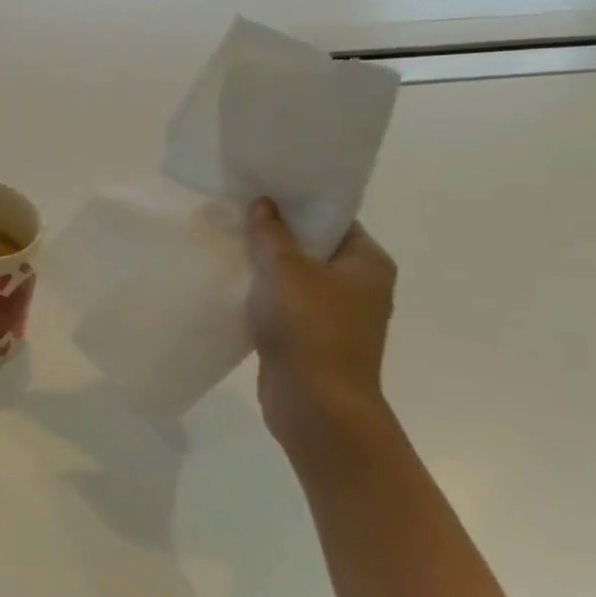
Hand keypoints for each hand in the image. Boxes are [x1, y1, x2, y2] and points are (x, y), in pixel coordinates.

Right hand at [245, 198, 398, 457]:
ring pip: (295, 278)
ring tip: (227, 245)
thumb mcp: (286, 270)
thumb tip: (265, 203)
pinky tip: (232, 285)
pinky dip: (263, 296)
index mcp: (367, 263)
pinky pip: (284, 306)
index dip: (298, 204)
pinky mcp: (311, 339)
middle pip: (313, 248)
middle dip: (276, 234)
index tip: (262, 191)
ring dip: (266, 267)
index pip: (333, 220)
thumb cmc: (310, 328)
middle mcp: (359, 286)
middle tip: (236, 214)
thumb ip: (272, 233)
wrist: (316, 405)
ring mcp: (335, 316)